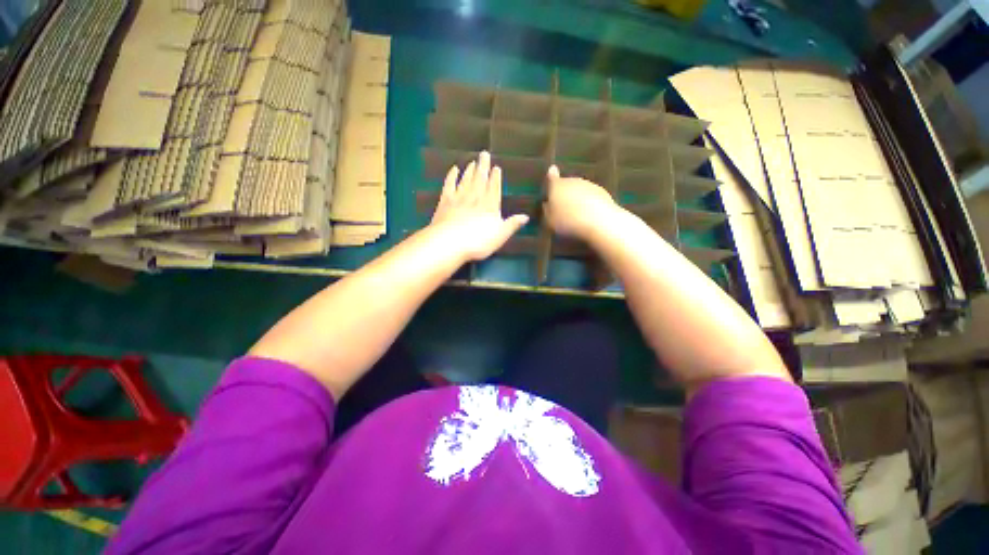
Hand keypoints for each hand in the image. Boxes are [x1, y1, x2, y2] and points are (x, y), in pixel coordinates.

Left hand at [430, 151, 529, 261]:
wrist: (450, 243)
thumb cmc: (478, 242)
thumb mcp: (500, 235)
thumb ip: (512, 224)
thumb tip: (525, 217)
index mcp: (490, 205)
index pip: (494, 187)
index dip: (495, 177)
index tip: (496, 167)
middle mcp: (475, 197)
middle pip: (480, 179)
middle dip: (483, 166)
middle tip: (484, 153)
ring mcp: (459, 198)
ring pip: (466, 180)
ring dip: (470, 170)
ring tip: (473, 161)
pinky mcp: (445, 201)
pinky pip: (449, 185)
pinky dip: (452, 176)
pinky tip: (454, 170)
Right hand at [543, 165, 617, 239]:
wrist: (599, 221)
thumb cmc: (568, 221)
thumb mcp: (550, 221)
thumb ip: (547, 210)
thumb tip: (547, 204)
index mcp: (557, 186)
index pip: (552, 178)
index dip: (551, 176)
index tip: (552, 170)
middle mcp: (572, 181)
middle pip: (566, 184)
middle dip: (564, 192)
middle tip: (563, 206)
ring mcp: (588, 185)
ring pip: (579, 190)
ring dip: (577, 198)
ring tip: (576, 213)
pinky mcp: (602, 192)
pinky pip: (591, 196)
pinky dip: (588, 202)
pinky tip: (588, 215)